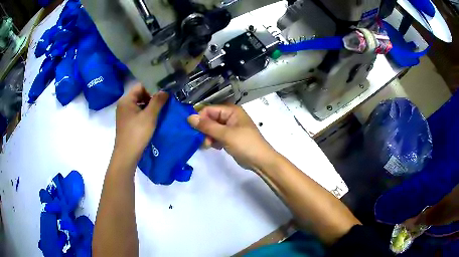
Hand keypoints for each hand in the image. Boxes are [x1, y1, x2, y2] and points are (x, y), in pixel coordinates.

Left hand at [115, 84, 167, 160]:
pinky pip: (137, 112)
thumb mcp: (149, 116)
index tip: (165, 90)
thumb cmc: (137, 133)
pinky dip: (145, 112)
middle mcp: (124, 104)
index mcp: (126, 100)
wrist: (127, 154)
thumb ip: (157, 101)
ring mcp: (124, 114)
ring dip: (150, 105)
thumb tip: (165, 91)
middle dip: (152, 96)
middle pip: (139, 94)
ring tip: (162, 107)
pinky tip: (154, 117)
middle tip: (165, 99)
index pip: (140, 86)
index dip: (153, 86)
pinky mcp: (127, 122)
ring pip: (139, 104)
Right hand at [187, 104, 277, 169]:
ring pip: (212, 128)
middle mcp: (230, 116)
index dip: (200, 118)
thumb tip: (189, 117)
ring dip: (208, 136)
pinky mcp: (230, 137)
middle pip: (210, 119)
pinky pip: (217, 136)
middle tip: (204, 141)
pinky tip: (216, 147)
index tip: (194, 130)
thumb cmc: (245, 144)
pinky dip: (214, 141)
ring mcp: (230, 127)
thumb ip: (207, 126)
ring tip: (209, 145)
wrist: (260, 161)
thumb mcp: (225, 134)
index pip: (209, 109)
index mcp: (231, 111)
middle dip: (205, 129)